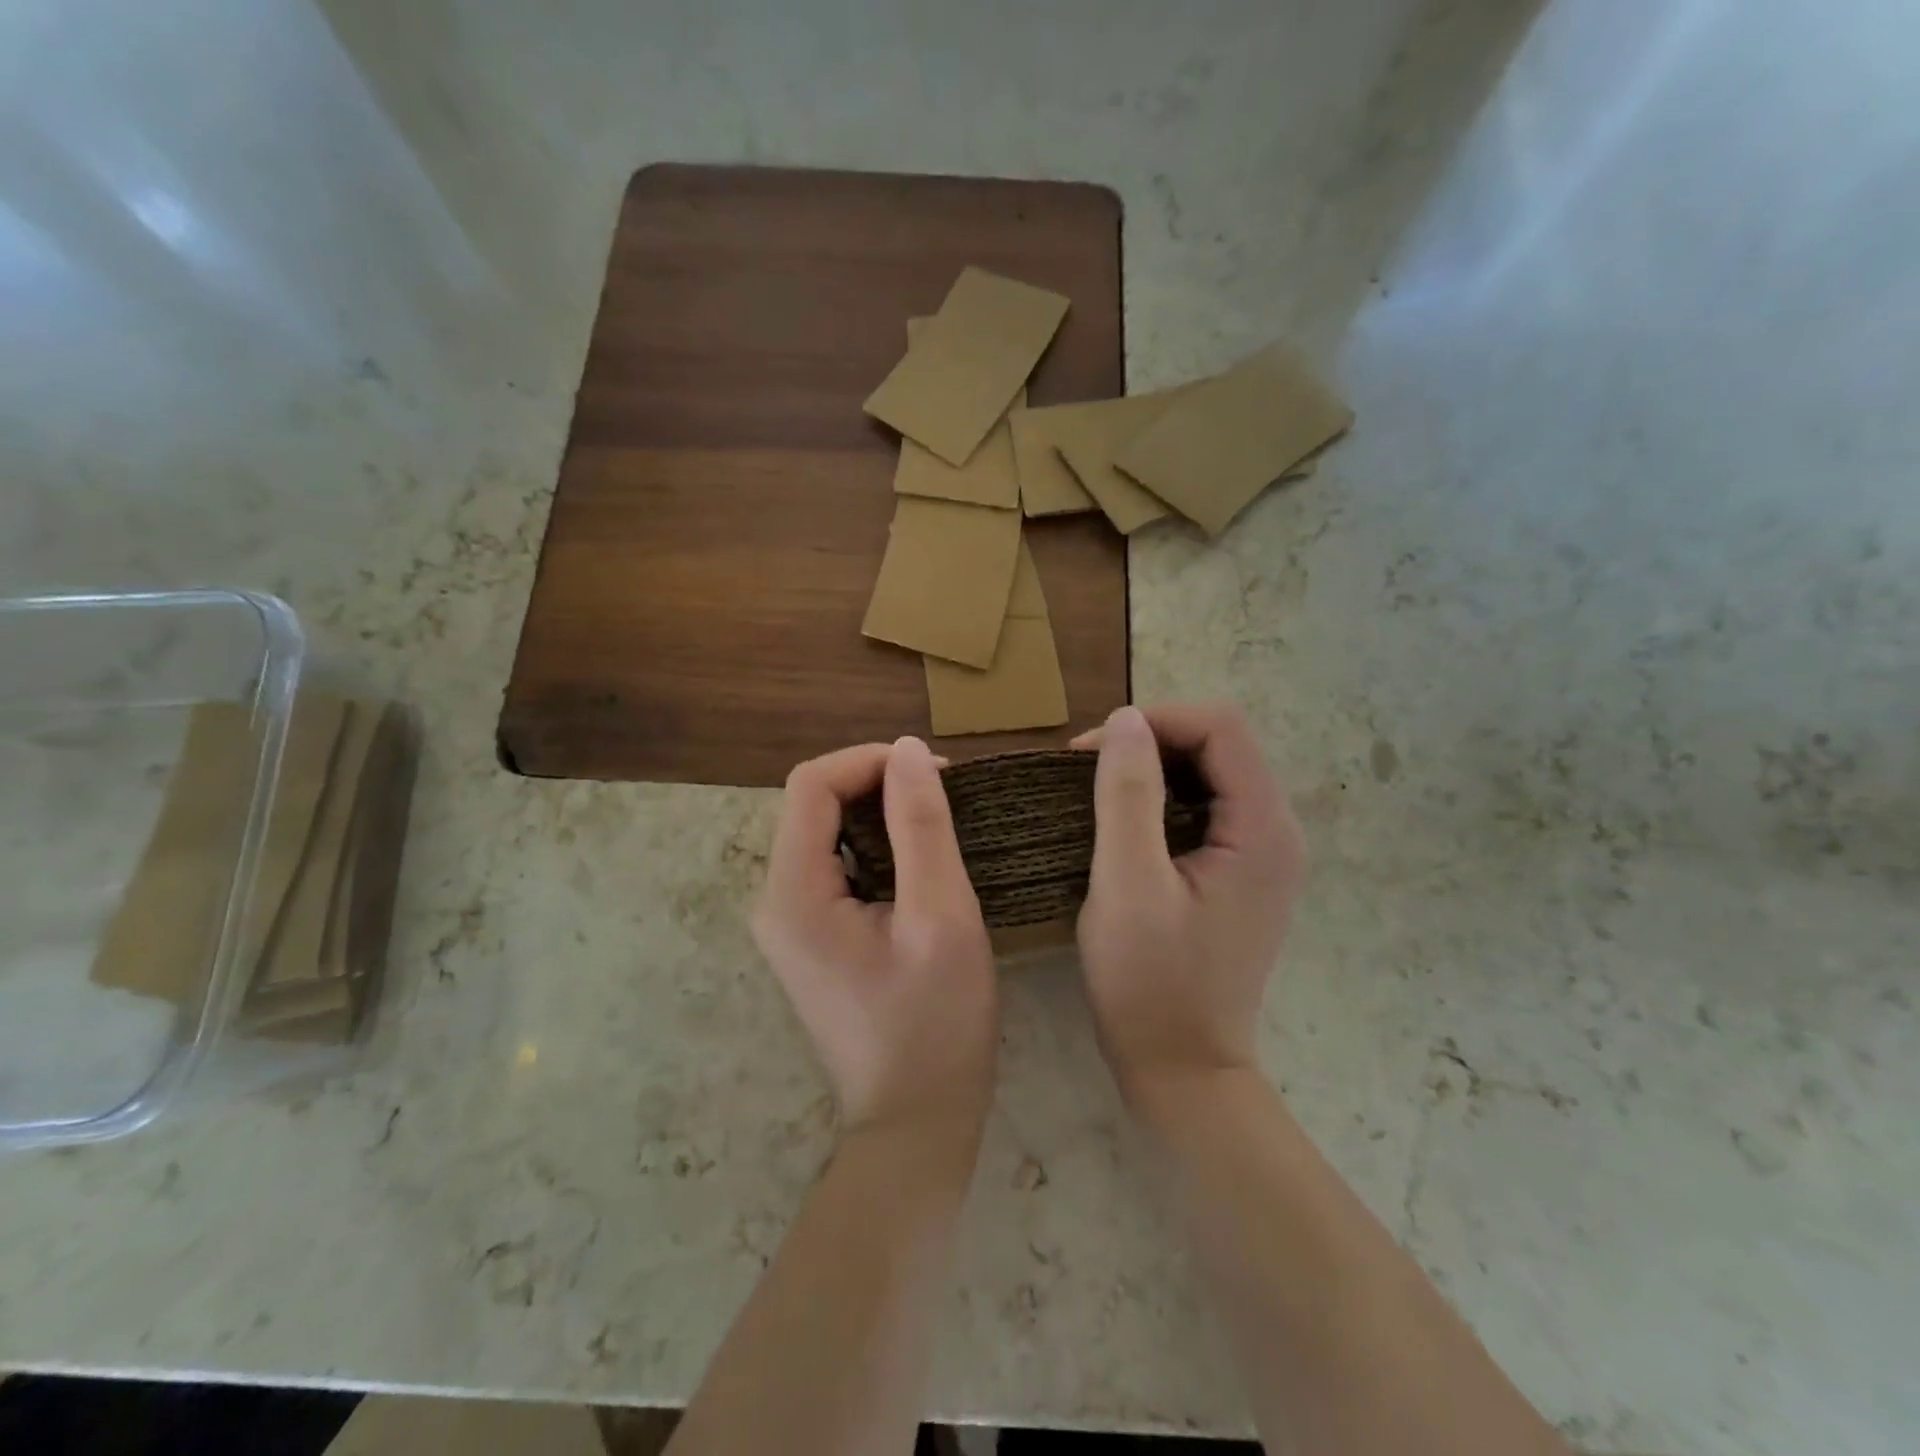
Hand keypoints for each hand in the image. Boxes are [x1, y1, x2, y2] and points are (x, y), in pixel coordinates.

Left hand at [754, 737, 997, 1145]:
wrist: (916, 1123)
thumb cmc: (936, 1024)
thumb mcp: (941, 916)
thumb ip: (922, 825)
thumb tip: (907, 749)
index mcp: (793, 893)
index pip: (811, 784)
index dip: (870, 761)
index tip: (934, 772)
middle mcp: (774, 900)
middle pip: (813, 804)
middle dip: (877, 785)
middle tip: (944, 798)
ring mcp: (788, 922)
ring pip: (825, 832)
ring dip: (879, 814)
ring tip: (938, 825)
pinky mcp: (809, 937)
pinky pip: (835, 865)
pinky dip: (875, 846)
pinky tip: (918, 862)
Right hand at [1072, 704, 1305, 1104]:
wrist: (1182, 1070)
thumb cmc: (1149, 982)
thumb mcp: (1126, 884)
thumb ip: (1127, 795)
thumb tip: (1125, 718)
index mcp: (1262, 829)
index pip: (1222, 727)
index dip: (1155, 721)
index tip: (1090, 750)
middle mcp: (1277, 832)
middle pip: (1220, 745)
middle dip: (1151, 741)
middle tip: (1085, 770)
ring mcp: (1263, 855)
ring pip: (1211, 774)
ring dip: (1153, 769)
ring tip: (1096, 791)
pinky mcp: (1242, 874)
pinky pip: (1206, 808)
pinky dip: (1162, 799)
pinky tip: (1123, 823)